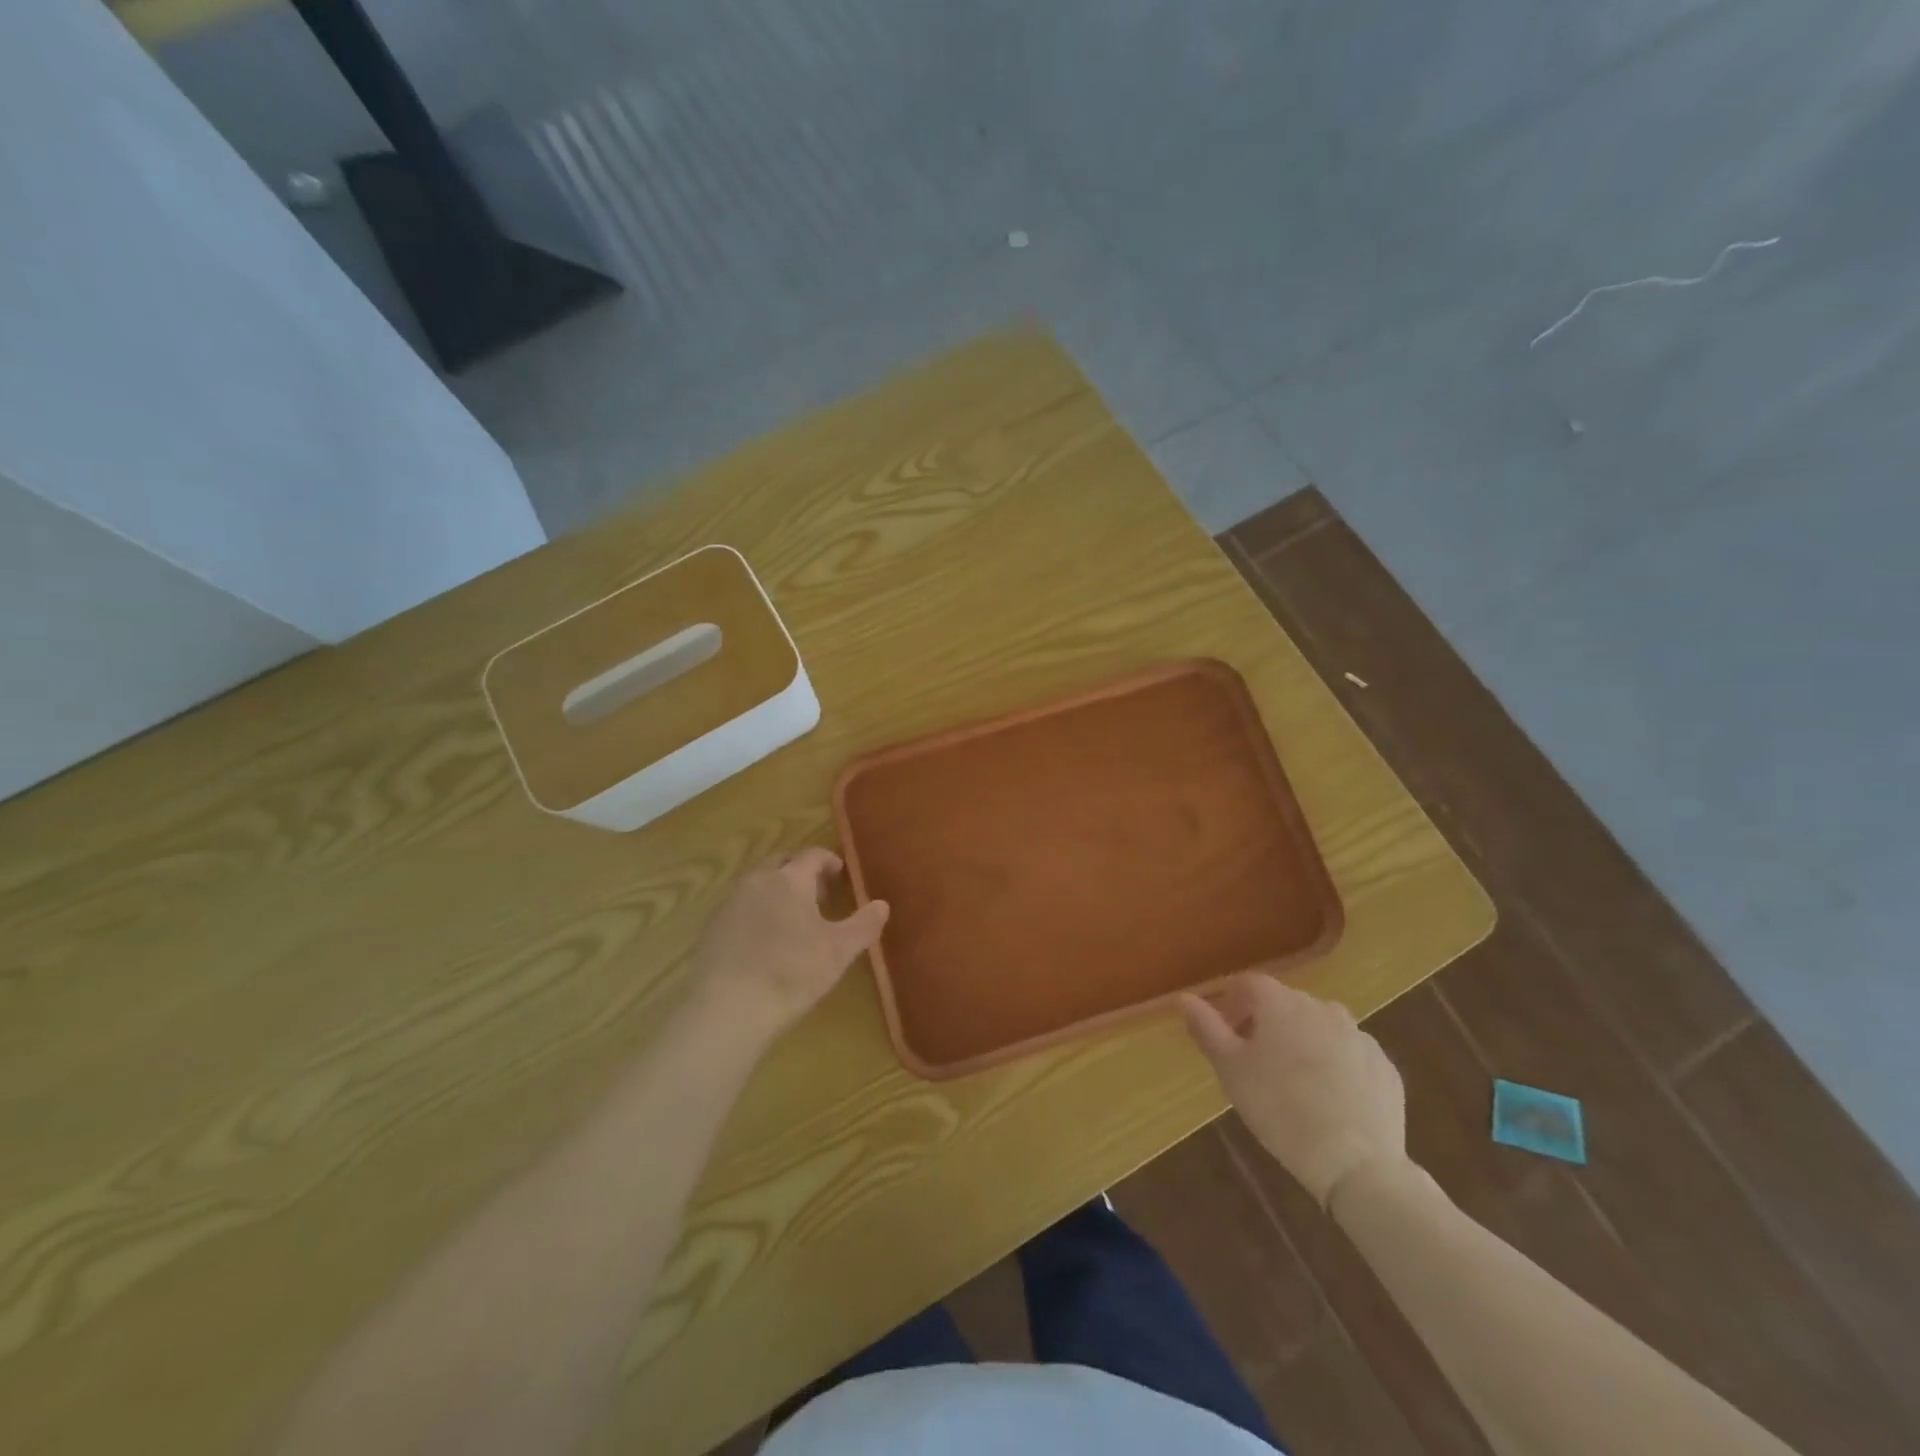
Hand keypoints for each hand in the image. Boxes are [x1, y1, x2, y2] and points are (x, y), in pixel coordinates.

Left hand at [691, 848, 888, 1042]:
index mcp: (790, 879)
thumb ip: (864, 924)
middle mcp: (757, 881)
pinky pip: (740, 906)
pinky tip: (764, 940)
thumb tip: (882, 904)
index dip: (828, 860)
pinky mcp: (711, 928)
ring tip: (792, 917)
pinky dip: (756, 911)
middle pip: (781, 862)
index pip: (812, 855)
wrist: (728, 1008)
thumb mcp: (839, 951)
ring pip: (758, 883)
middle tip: (818, 892)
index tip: (839, 872)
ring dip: (777, 890)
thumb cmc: (792, 972)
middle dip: (800, 871)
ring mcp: (729, 903)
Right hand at [1180, 973, 1408, 1206]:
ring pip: (1321, 1028)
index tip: (1224, 1032)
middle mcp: (1322, 1007)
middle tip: (1254, 1061)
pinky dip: (1336, 1066)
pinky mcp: (1385, 1067)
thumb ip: (1207, 1028)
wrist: (1357, 1164)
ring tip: (1294, 1081)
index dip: (1231, 1002)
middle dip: (1266, 1023)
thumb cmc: (1280, 1109)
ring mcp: (1359, 1036)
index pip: (1249, 984)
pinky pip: (1350, 1055)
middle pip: (1286, 1004)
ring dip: (1303, 1042)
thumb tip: (1184, 998)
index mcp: (1282, 1003)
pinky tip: (1330, 1099)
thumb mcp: (1231, 1070)